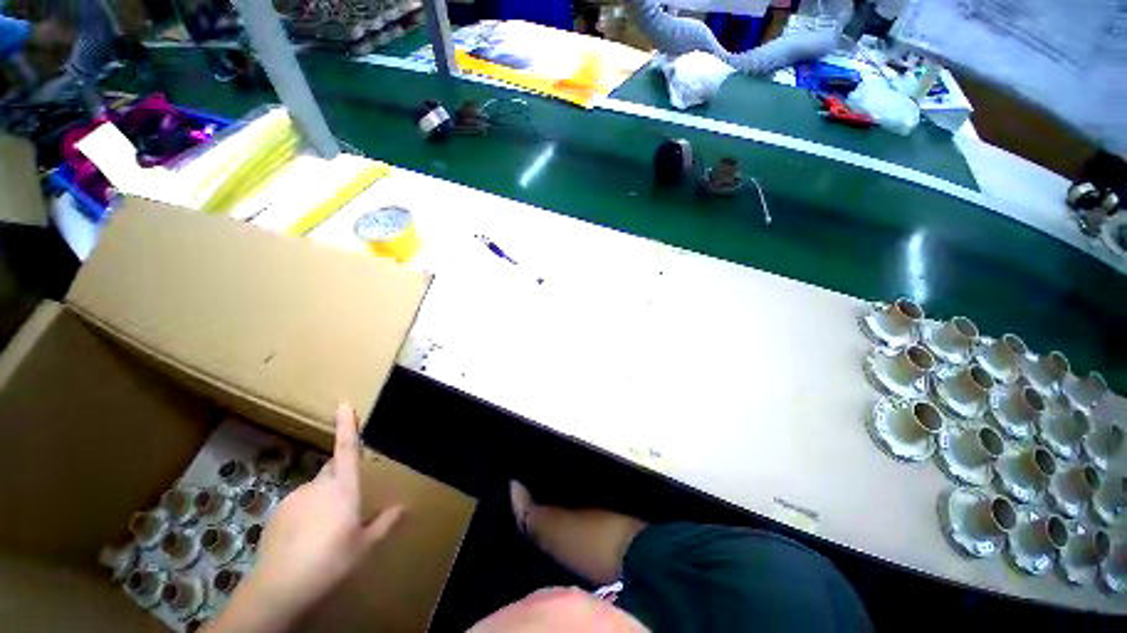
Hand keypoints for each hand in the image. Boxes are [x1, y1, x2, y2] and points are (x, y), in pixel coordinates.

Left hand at [207, 404, 403, 631]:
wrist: (278, 588)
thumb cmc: (330, 561)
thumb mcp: (364, 546)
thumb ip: (384, 523)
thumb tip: (404, 507)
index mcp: (342, 488)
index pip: (346, 449)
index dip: (346, 426)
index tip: (343, 404)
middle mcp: (317, 486)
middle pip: (332, 470)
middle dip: (341, 477)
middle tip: (349, 502)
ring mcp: (294, 498)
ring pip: (316, 490)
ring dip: (324, 500)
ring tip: (327, 530)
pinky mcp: (277, 513)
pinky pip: (300, 504)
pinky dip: (307, 513)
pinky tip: (307, 539)